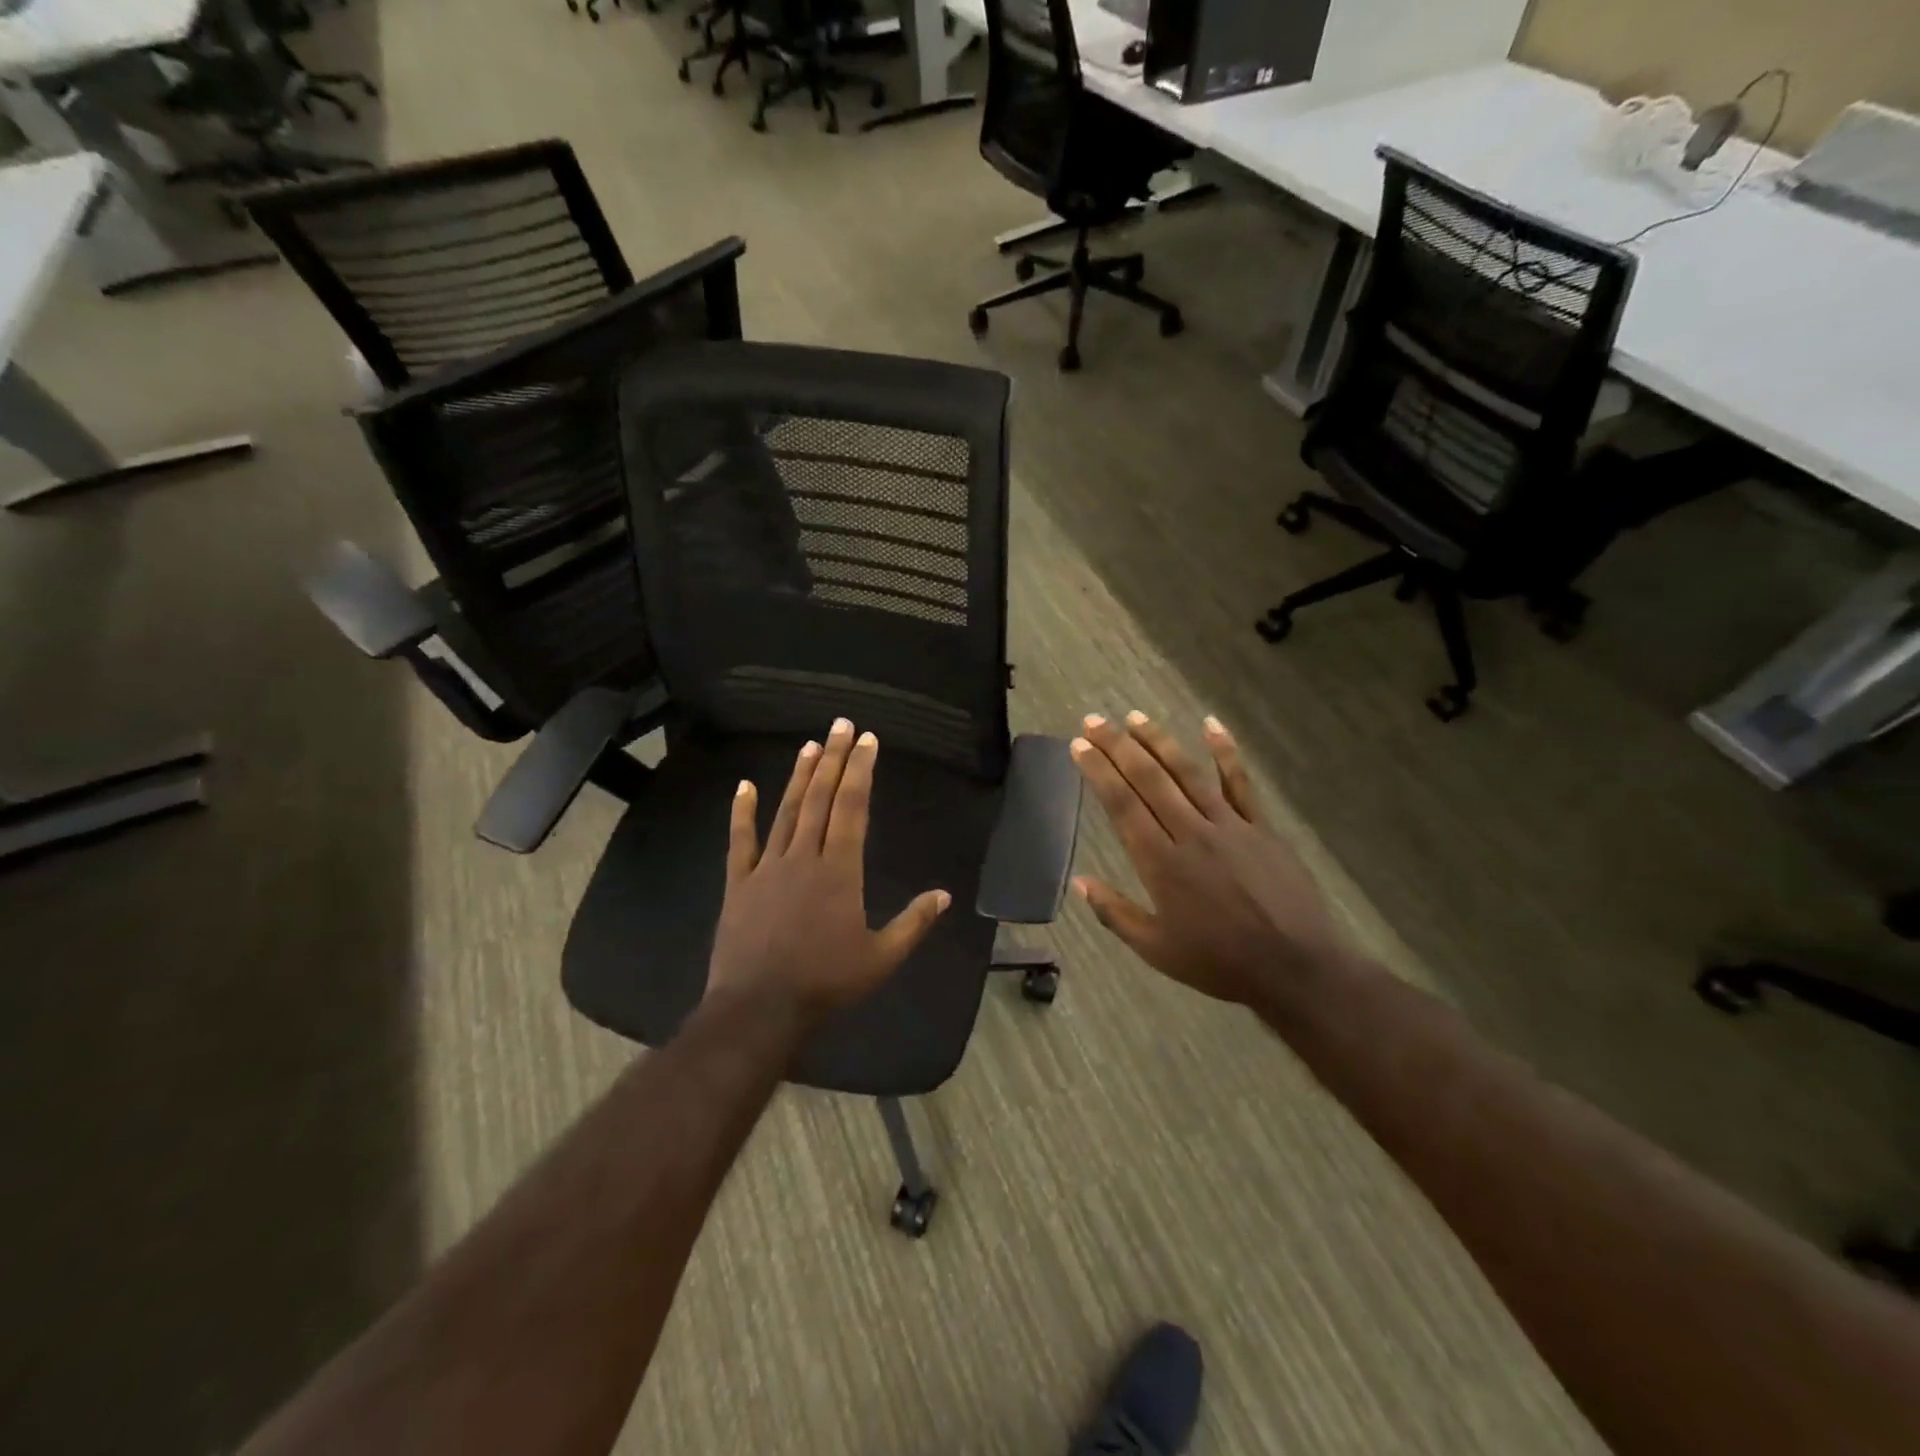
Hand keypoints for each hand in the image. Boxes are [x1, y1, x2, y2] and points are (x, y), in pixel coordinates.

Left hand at [706, 718, 950, 1022]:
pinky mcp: (739, 883)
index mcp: (840, 870)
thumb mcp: (881, 958)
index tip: (867, 740)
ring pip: (787, 811)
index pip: (853, 808)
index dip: (860, 770)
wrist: (759, 1009)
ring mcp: (767, 867)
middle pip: (821, 798)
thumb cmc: (826, 983)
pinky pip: (741, 841)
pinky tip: (745, 785)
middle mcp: (804, 857)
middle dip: (834, 759)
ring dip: (800, 777)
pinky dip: (742, 812)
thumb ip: (914, 923)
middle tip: (841, 724)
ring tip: (810, 745)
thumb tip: (945, 895)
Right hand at [1069, 712, 1347, 1005]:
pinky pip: (1240, 783)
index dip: (1098, 771)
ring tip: (1134, 717)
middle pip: (1148, 779)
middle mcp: (1190, 833)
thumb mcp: (1156, 949)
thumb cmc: (1218, 962)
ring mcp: (1229, 826)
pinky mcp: (1260, 827)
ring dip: (1159, 741)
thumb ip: (1114, 913)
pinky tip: (1210, 724)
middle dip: (1117, 746)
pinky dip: (1225, 752)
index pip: (1122, 804)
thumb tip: (1079, 882)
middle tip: (1094, 720)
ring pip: (1188, 773)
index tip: (1079, 745)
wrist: (1294, 968)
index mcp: (1160, 863)